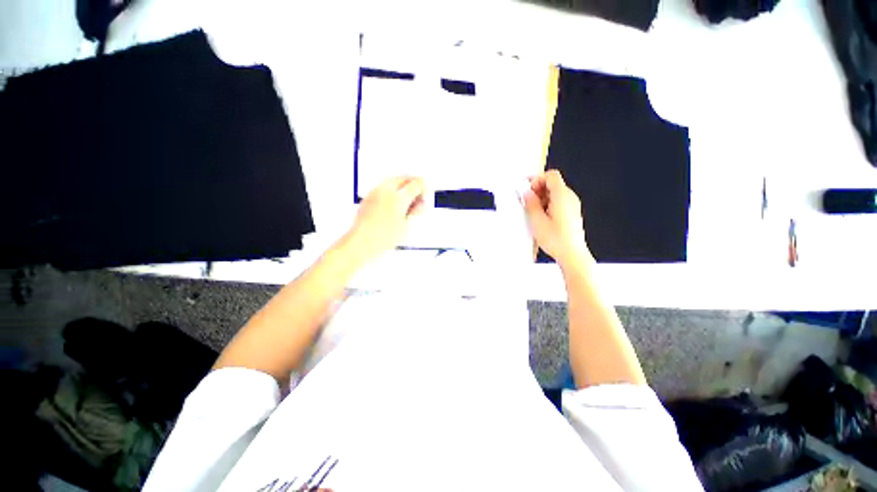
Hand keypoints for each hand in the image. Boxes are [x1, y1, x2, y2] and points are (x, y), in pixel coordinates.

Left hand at [340, 176, 425, 263]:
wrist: (362, 243)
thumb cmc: (384, 238)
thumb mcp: (406, 226)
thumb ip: (415, 212)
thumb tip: (421, 204)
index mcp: (399, 198)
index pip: (416, 184)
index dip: (423, 187)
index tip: (425, 194)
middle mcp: (386, 191)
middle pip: (403, 178)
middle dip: (412, 184)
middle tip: (417, 195)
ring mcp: (375, 192)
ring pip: (392, 181)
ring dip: (401, 186)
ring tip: (405, 200)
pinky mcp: (368, 197)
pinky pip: (382, 187)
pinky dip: (391, 190)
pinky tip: (393, 203)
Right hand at [522, 170, 592, 267]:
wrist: (572, 254)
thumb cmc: (556, 239)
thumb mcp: (537, 220)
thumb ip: (531, 203)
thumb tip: (527, 193)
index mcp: (562, 196)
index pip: (551, 176)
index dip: (537, 179)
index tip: (528, 189)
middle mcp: (570, 198)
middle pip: (553, 184)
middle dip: (538, 190)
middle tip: (528, 202)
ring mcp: (573, 205)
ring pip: (555, 193)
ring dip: (542, 198)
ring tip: (534, 213)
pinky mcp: (572, 213)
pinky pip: (559, 202)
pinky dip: (549, 205)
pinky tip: (542, 218)